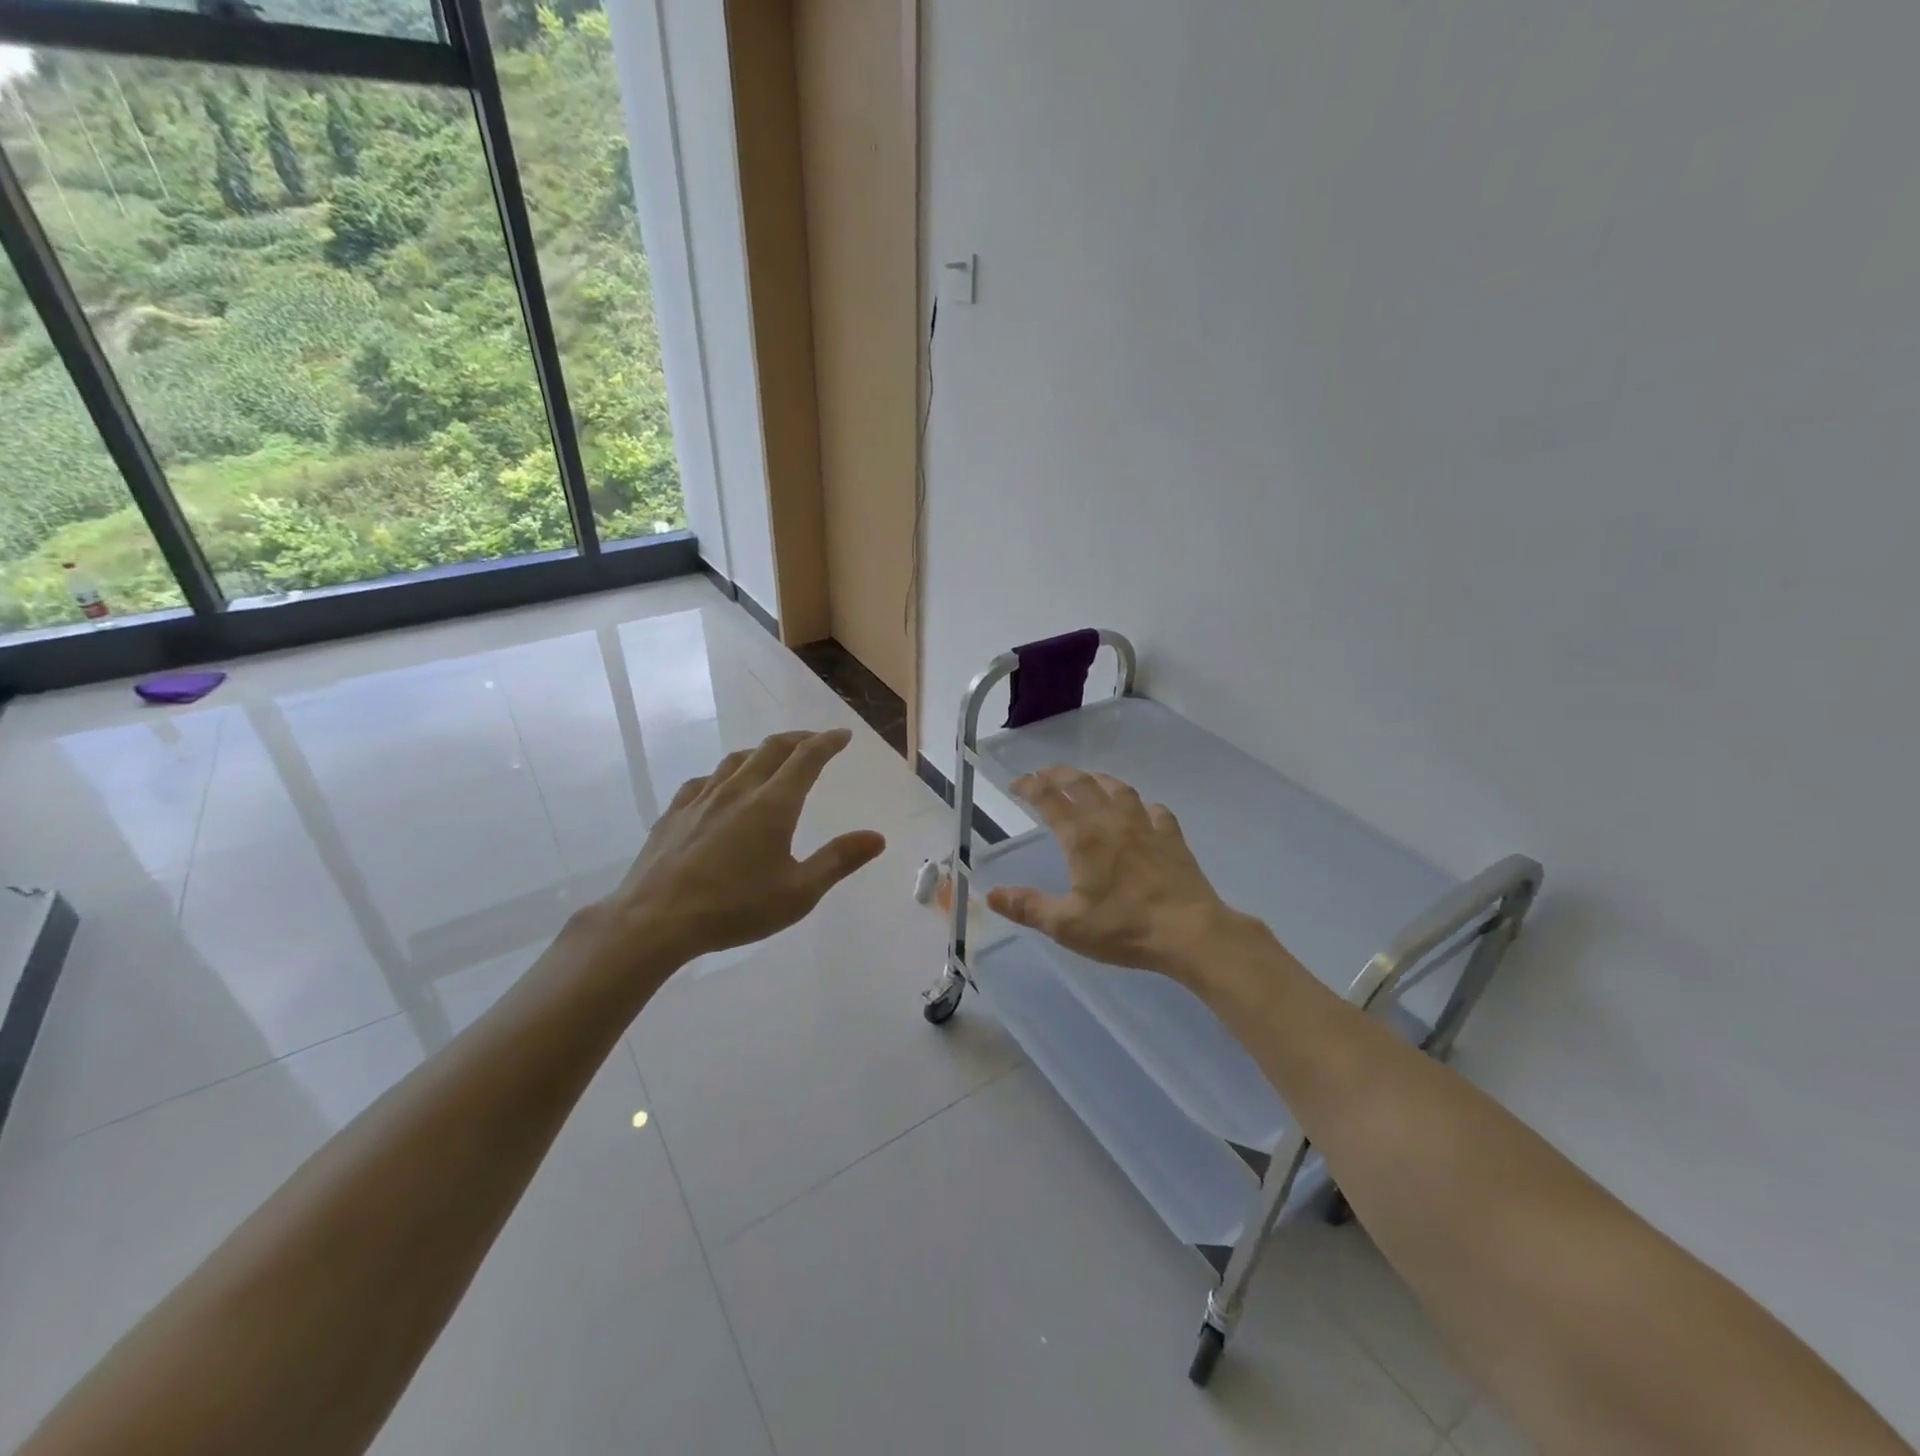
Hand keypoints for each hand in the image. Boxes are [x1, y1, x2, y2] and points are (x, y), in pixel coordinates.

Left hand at [599, 728, 886, 965]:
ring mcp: (702, 798)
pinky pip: (705, 780)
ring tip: (772, 758)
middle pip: (772, 749)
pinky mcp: (674, 813)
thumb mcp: (798, 893)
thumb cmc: (735, 908)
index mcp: (773, 804)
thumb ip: (838, 861)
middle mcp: (739, 790)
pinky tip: (721, 788)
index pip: (807, 758)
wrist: (655, 920)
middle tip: (815, 741)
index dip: (828, 742)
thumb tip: (877, 837)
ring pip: (736, 759)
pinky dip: (724, 775)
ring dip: (762, 752)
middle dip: (798, 739)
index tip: (842, 735)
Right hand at [985, 767, 1251, 980]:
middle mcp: (1112, 822)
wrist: (1190, 932)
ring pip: (1119, 789)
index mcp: (1082, 838)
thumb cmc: (1124, 928)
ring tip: (1088, 782)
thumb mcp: (1067, 926)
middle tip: (1043, 775)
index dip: (1030, 786)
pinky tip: (1141, 811)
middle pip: (1082, 784)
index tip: (1016, 783)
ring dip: (1098, 780)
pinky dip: (1141, 805)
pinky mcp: (1172, 838)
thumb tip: (990, 895)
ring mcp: (1146, 826)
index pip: (1050, 799)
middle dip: (1059, 775)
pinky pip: (1155, 810)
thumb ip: (1028, 908)